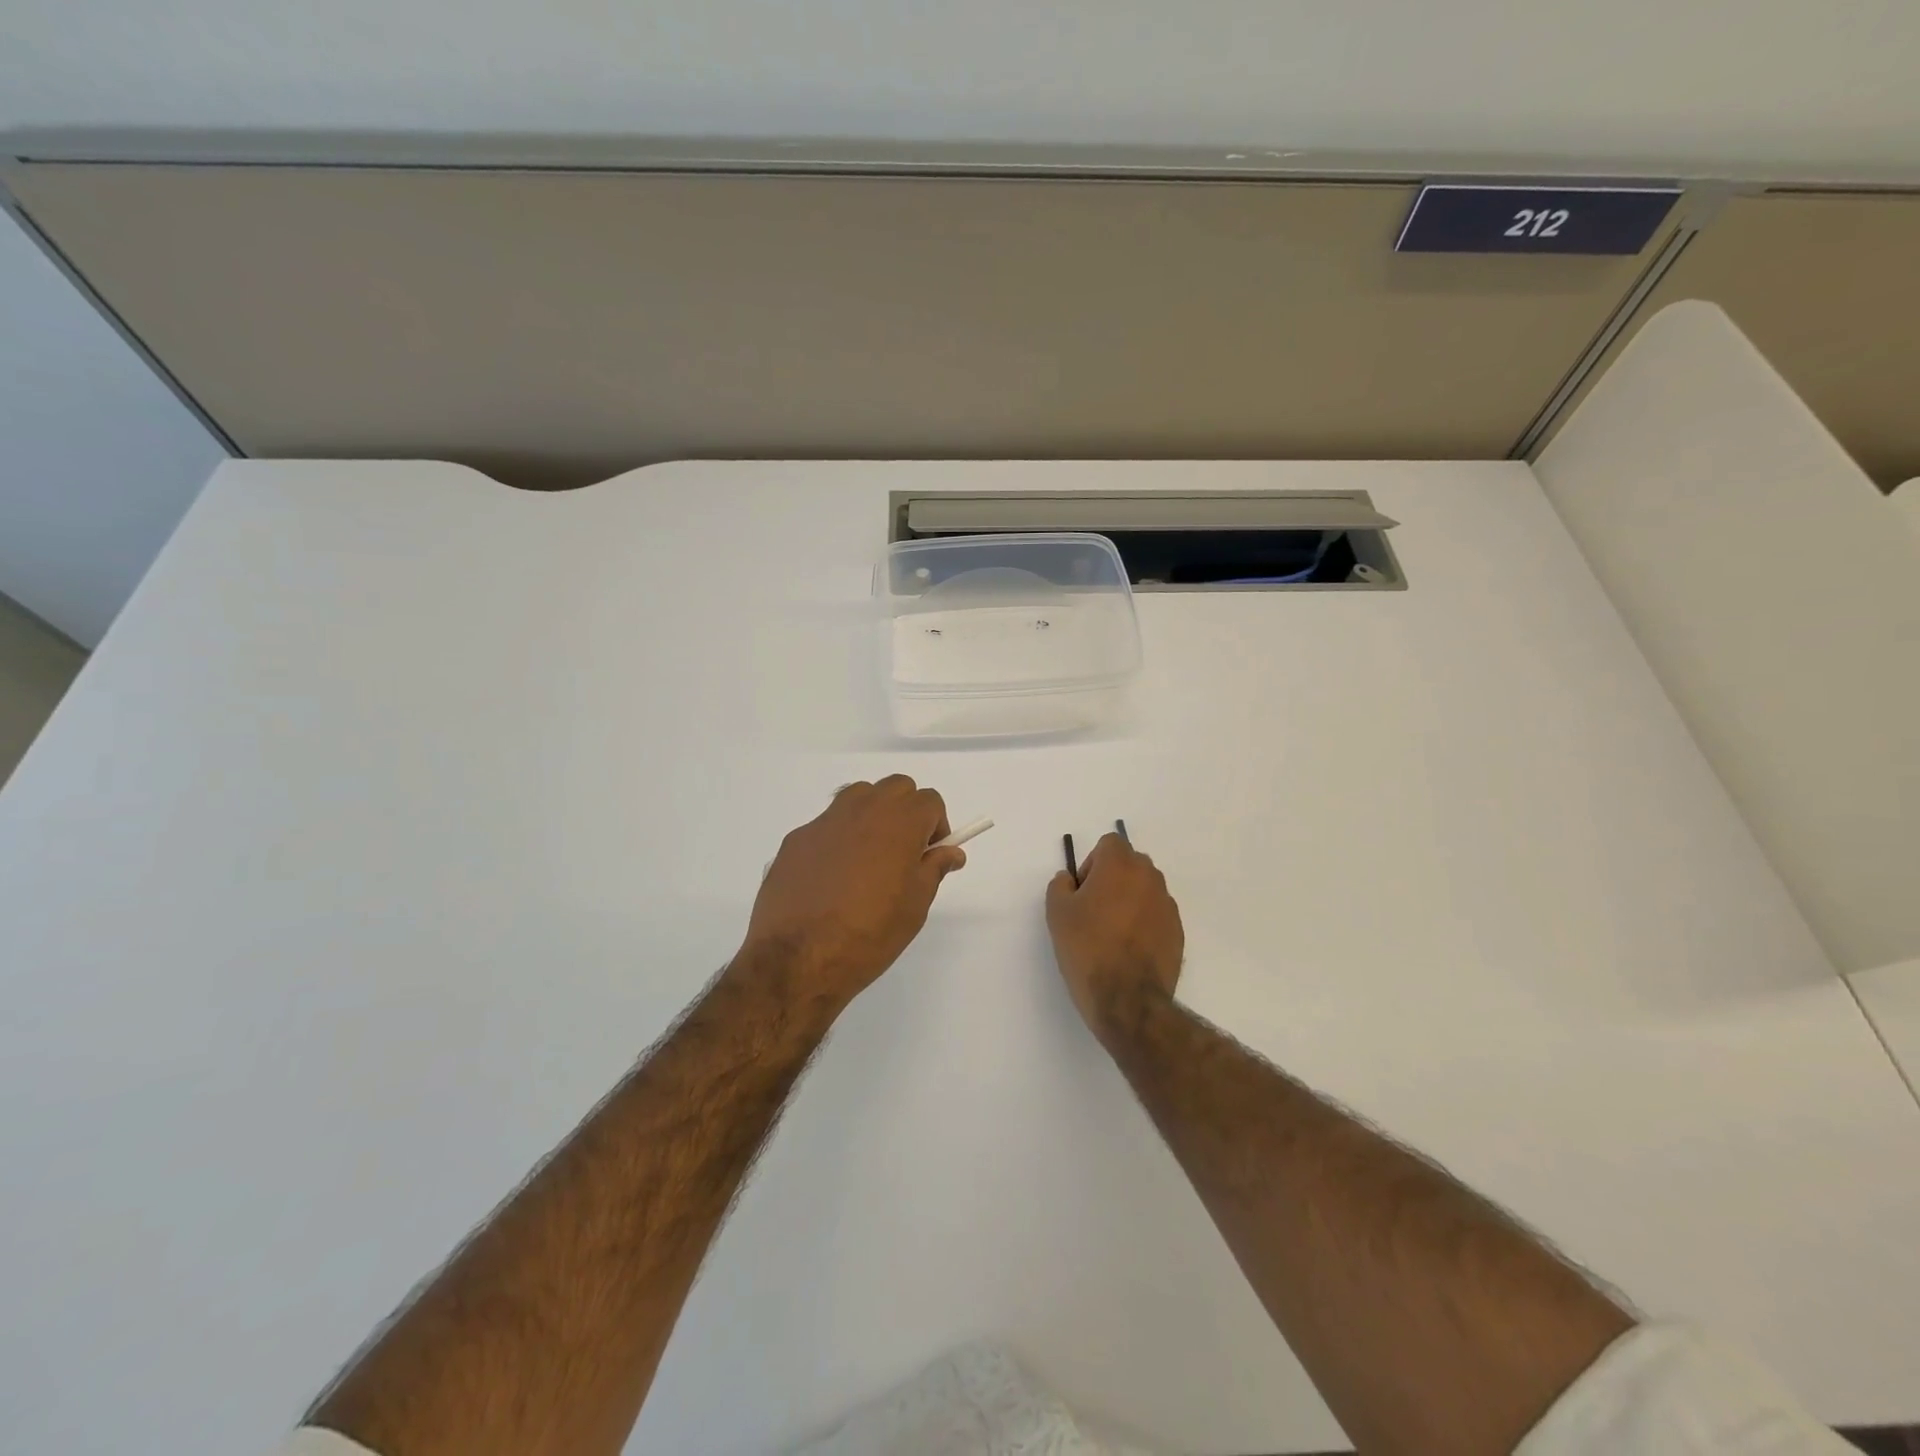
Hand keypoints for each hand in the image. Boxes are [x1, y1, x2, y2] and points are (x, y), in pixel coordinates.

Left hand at [738, 776, 966, 1011]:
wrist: (797, 958)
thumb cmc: (870, 933)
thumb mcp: (915, 906)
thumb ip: (934, 869)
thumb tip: (950, 851)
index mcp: (899, 822)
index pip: (929, 801)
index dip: (936, 826)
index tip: (930, 856)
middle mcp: (862, 809)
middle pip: (895, 788)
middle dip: (907, 811)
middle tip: (904, 852)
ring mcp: (825, 821)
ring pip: (858, 797)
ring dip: (872, 815)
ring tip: (868, 859)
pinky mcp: (796, 839)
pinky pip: (827, 825)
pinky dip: (838, 839)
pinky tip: (831, 879)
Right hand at [1046, 833, 1183, 1044]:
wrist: (1127, 1000)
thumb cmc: (1087, 948)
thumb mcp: (1057, 913)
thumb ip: (1060, 885)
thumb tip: (1069, 879)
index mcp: (1121, 866)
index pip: (1110, 843)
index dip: (1092, 862)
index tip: (1082, 891)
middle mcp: (1150, 878)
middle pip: (1130, 864)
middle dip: (1112, 878)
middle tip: (1093, 910)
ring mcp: (1167, 905)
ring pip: (1145, 889)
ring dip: (1129, 900)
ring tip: (1112, 933)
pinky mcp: (1178, 931)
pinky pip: (1156, 915)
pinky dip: (1144, 923)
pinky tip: (1129, 950)